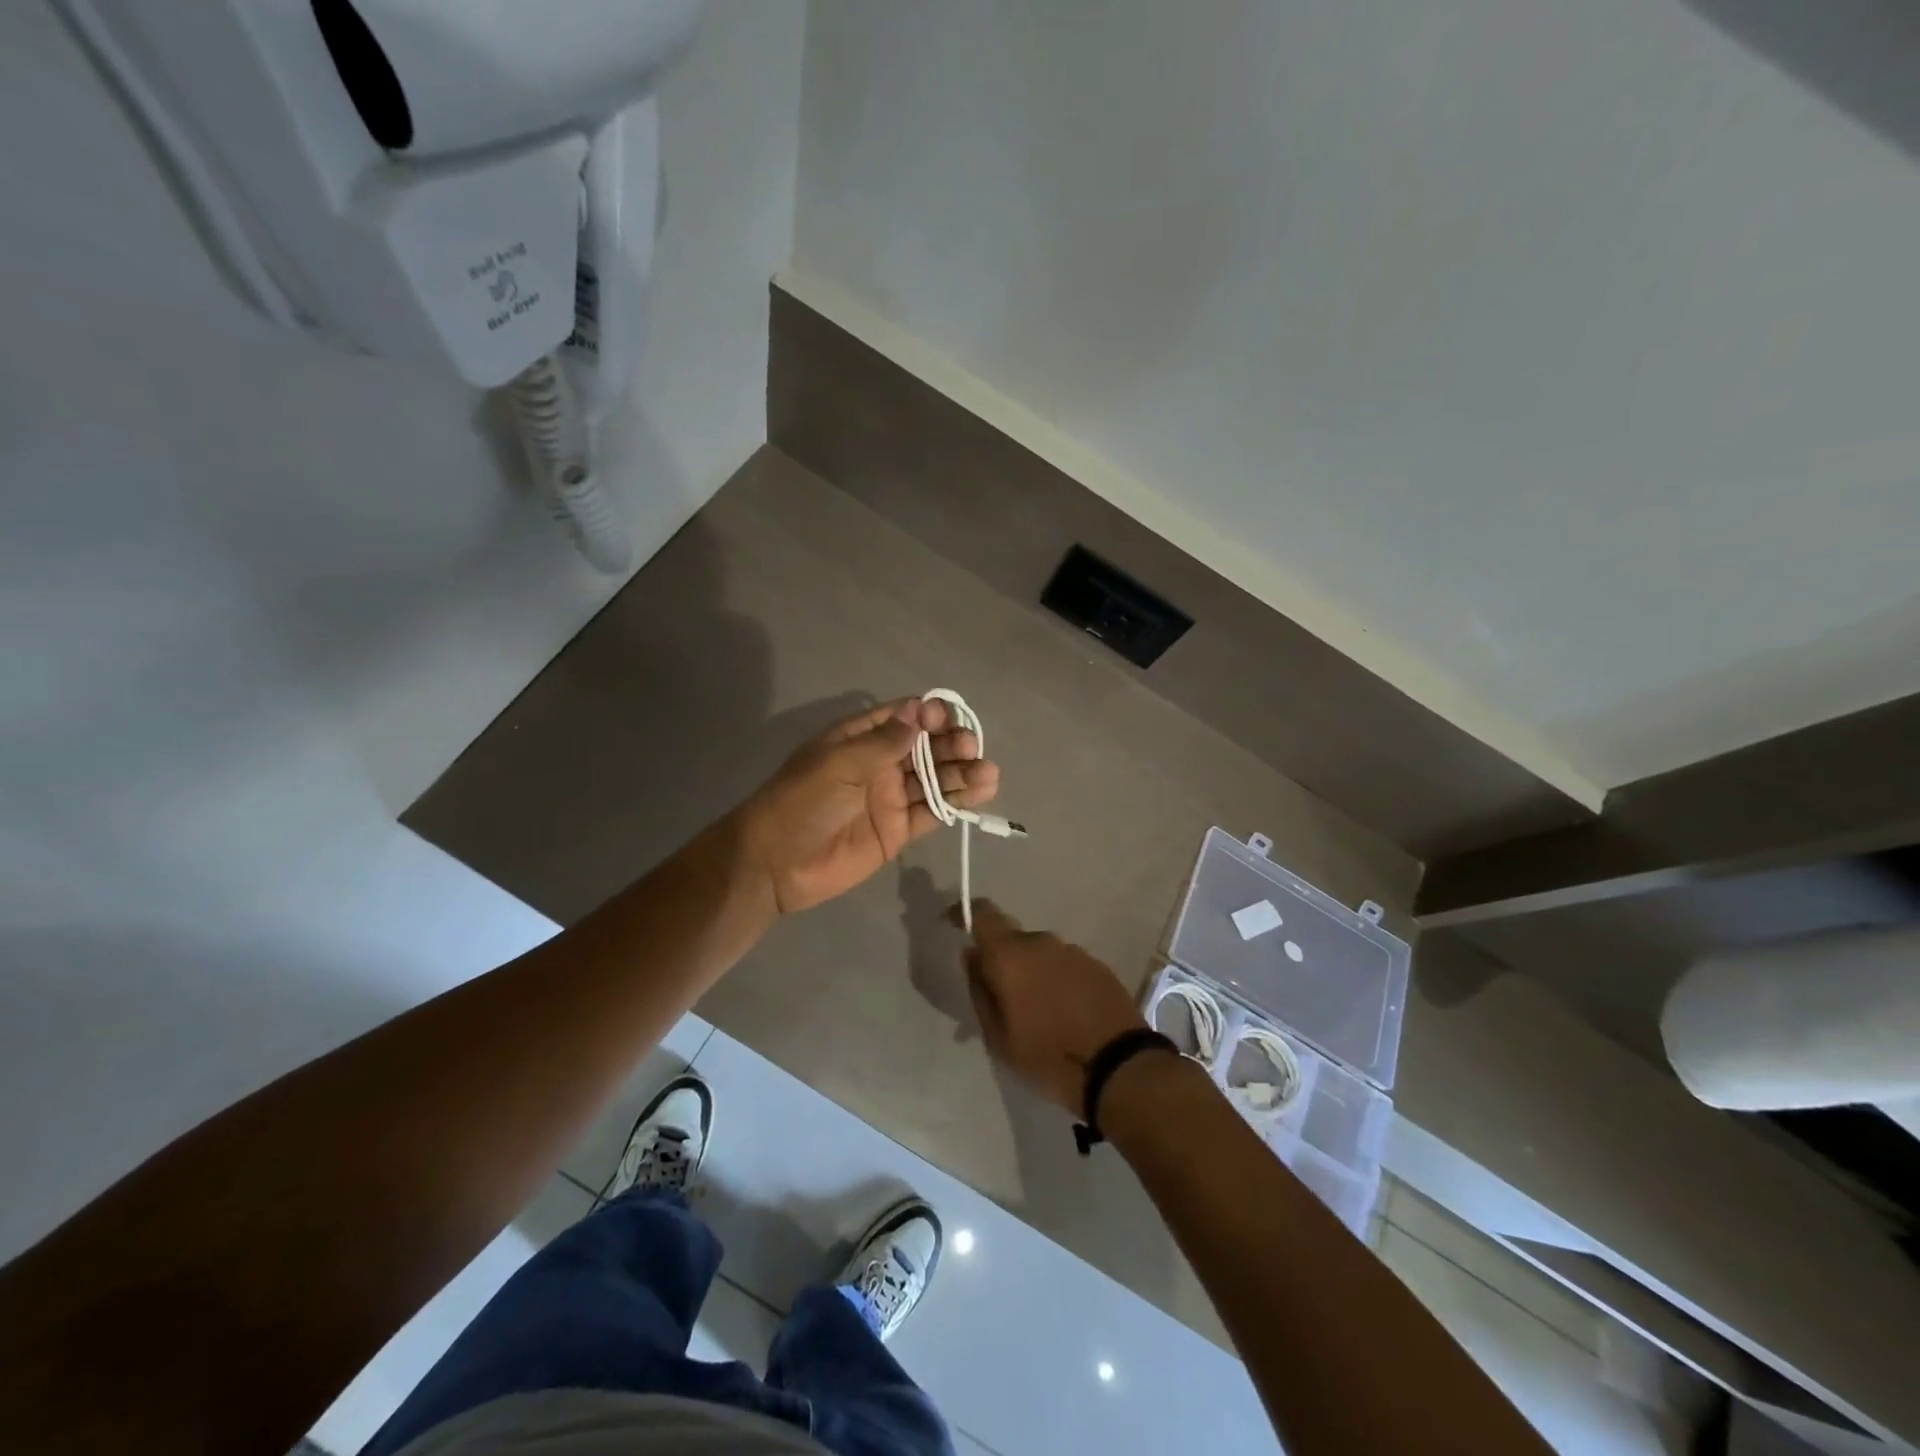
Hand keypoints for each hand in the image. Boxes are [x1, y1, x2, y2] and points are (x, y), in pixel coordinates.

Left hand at [737, 698, 1000, 913]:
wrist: (776, 863)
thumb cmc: (801, 802)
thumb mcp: (838, 764)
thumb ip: (882, 742)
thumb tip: (919, 711)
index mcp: (859, 739)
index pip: (902, 718)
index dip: (927, 716)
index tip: (945, 720)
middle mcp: (879, 764)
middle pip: (925, 748)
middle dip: (950, 744)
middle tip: (971, 748)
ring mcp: (890, 797)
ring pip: (934, 779)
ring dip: (961, 773)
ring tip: (988, 772)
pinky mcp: (898, 830)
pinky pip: (932, 811)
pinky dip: (956, 803)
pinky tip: (981, 792)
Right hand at [954, 899, 1148, 1112]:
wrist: (1119, 1067)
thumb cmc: (1049, 1056)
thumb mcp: (999, 1037)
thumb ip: (980, 991)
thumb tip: (971, 956)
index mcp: (1011, 955)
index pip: (983, 914)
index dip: (965, 913)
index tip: (954, 924)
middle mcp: (1042, 942)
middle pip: (1012, 941)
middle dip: (1002, 963)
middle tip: (1001, 1001)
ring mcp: (1073, 952)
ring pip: (1040, 955)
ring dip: (1031, 974)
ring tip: (1036, 1014)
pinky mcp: (1097, 966)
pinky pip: (1064, 966)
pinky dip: (1056, 982)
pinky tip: (1063, 1014)